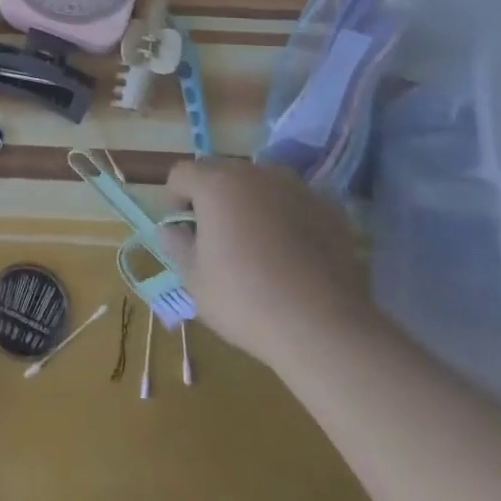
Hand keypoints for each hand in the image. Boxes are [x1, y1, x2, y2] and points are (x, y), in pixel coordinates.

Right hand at [162, 157, 372, 364]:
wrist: (323, 327)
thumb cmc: (246, 301)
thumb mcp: (195, 280)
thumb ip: (176, 246)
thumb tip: (172, 229)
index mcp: (216, 184)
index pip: (182, 174)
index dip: (174, 199)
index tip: (182, 232)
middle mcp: (256, 173)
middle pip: (222, 173)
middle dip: (213, 198)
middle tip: (217, 238)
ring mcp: (296, 187)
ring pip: (260, 185)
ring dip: (250, 203)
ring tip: (257, 244)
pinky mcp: (329, 208)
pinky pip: (294, 203)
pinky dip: (286, 217)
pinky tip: (292, 254)